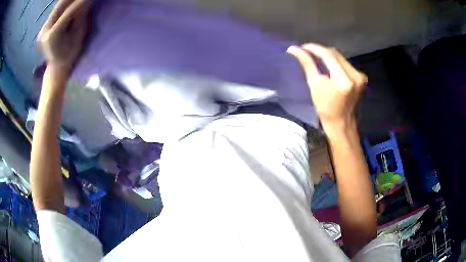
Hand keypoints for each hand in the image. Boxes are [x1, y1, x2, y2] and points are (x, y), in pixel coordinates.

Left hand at [38, 0, 90, 72]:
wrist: (56, 66)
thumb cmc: (69, 54)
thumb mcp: (78, 36)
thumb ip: (81, 17)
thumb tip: (86, 1)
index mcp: (53, 36)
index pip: (68, 12)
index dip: (81, 2)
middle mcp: (46, 29)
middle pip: (61, 5)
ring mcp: (44, 27)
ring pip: (58, 6)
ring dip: (68, 0)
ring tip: (78, 0)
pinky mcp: (45, 25)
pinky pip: (56, 9)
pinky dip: (64, 4)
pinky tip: (71, 3)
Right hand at [287, 44, 366, 129]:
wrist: (342, 124)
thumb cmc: (326, 109)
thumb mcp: (315, 86)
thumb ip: (307, 64)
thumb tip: (294, 49)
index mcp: (344, 80)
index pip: (329, 55)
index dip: (315, 48)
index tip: (302, 46)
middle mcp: (356, 76)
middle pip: (336, 54)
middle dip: (320, 51)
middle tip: (307, 52)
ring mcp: (361, 76)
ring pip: (341, 57)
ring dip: (328, 55)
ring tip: (315, 57)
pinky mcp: (362, 78)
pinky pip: (346, 63)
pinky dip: (336, 61)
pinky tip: (328, 65)